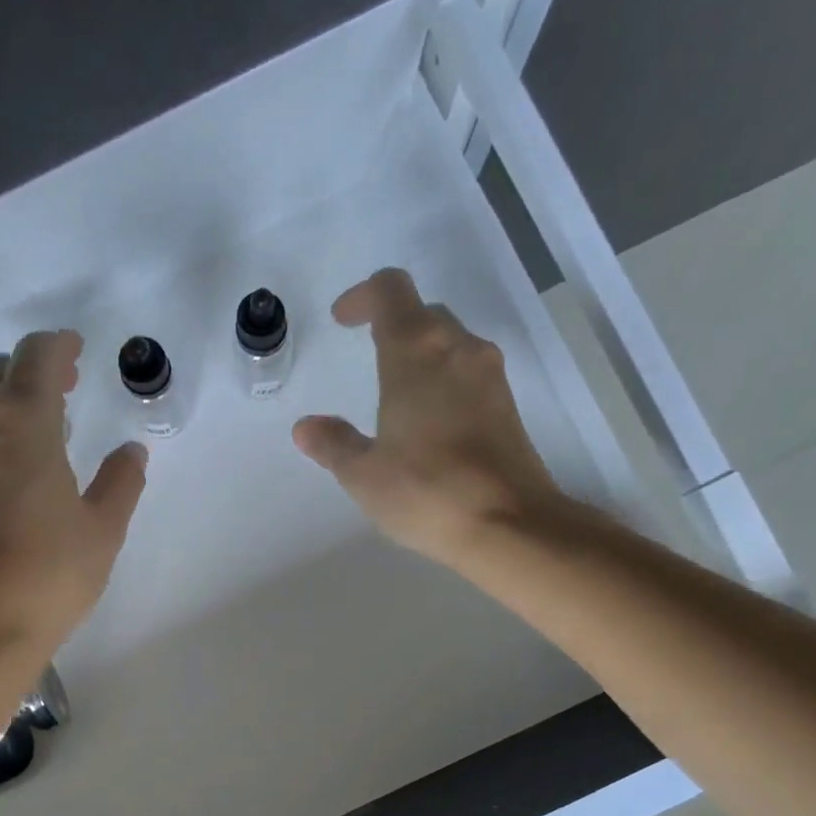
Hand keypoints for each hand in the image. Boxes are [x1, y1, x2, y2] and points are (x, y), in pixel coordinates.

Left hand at [0, 331, 147, 657]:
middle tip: (67, 384)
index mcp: (21, 421)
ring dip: (8, 395)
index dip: (59, 345)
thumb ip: (121, 481)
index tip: (77, 348)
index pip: (36, 357)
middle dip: (33, 368)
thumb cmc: (49, 573)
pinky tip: (17, 455)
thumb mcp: (102, 528)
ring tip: (44, 421)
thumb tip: (131, 451)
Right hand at [294, 268, 561, 569]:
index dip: (362, 297)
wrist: (508, 525)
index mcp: (415, 353)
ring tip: (396, 390)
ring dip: (421, 352)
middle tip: (366, 350)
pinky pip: (468, 373)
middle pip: (423, 313)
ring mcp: (490, 376)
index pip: (390, 291)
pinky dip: (443, 379)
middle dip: (392, 323)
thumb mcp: (364, 474)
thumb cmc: (426, 492)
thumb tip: (306, 428)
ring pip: (450, 342)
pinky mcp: (508, 405)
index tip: (342, 321)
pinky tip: (428, 421)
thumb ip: (333, 444)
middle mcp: (458, 350)